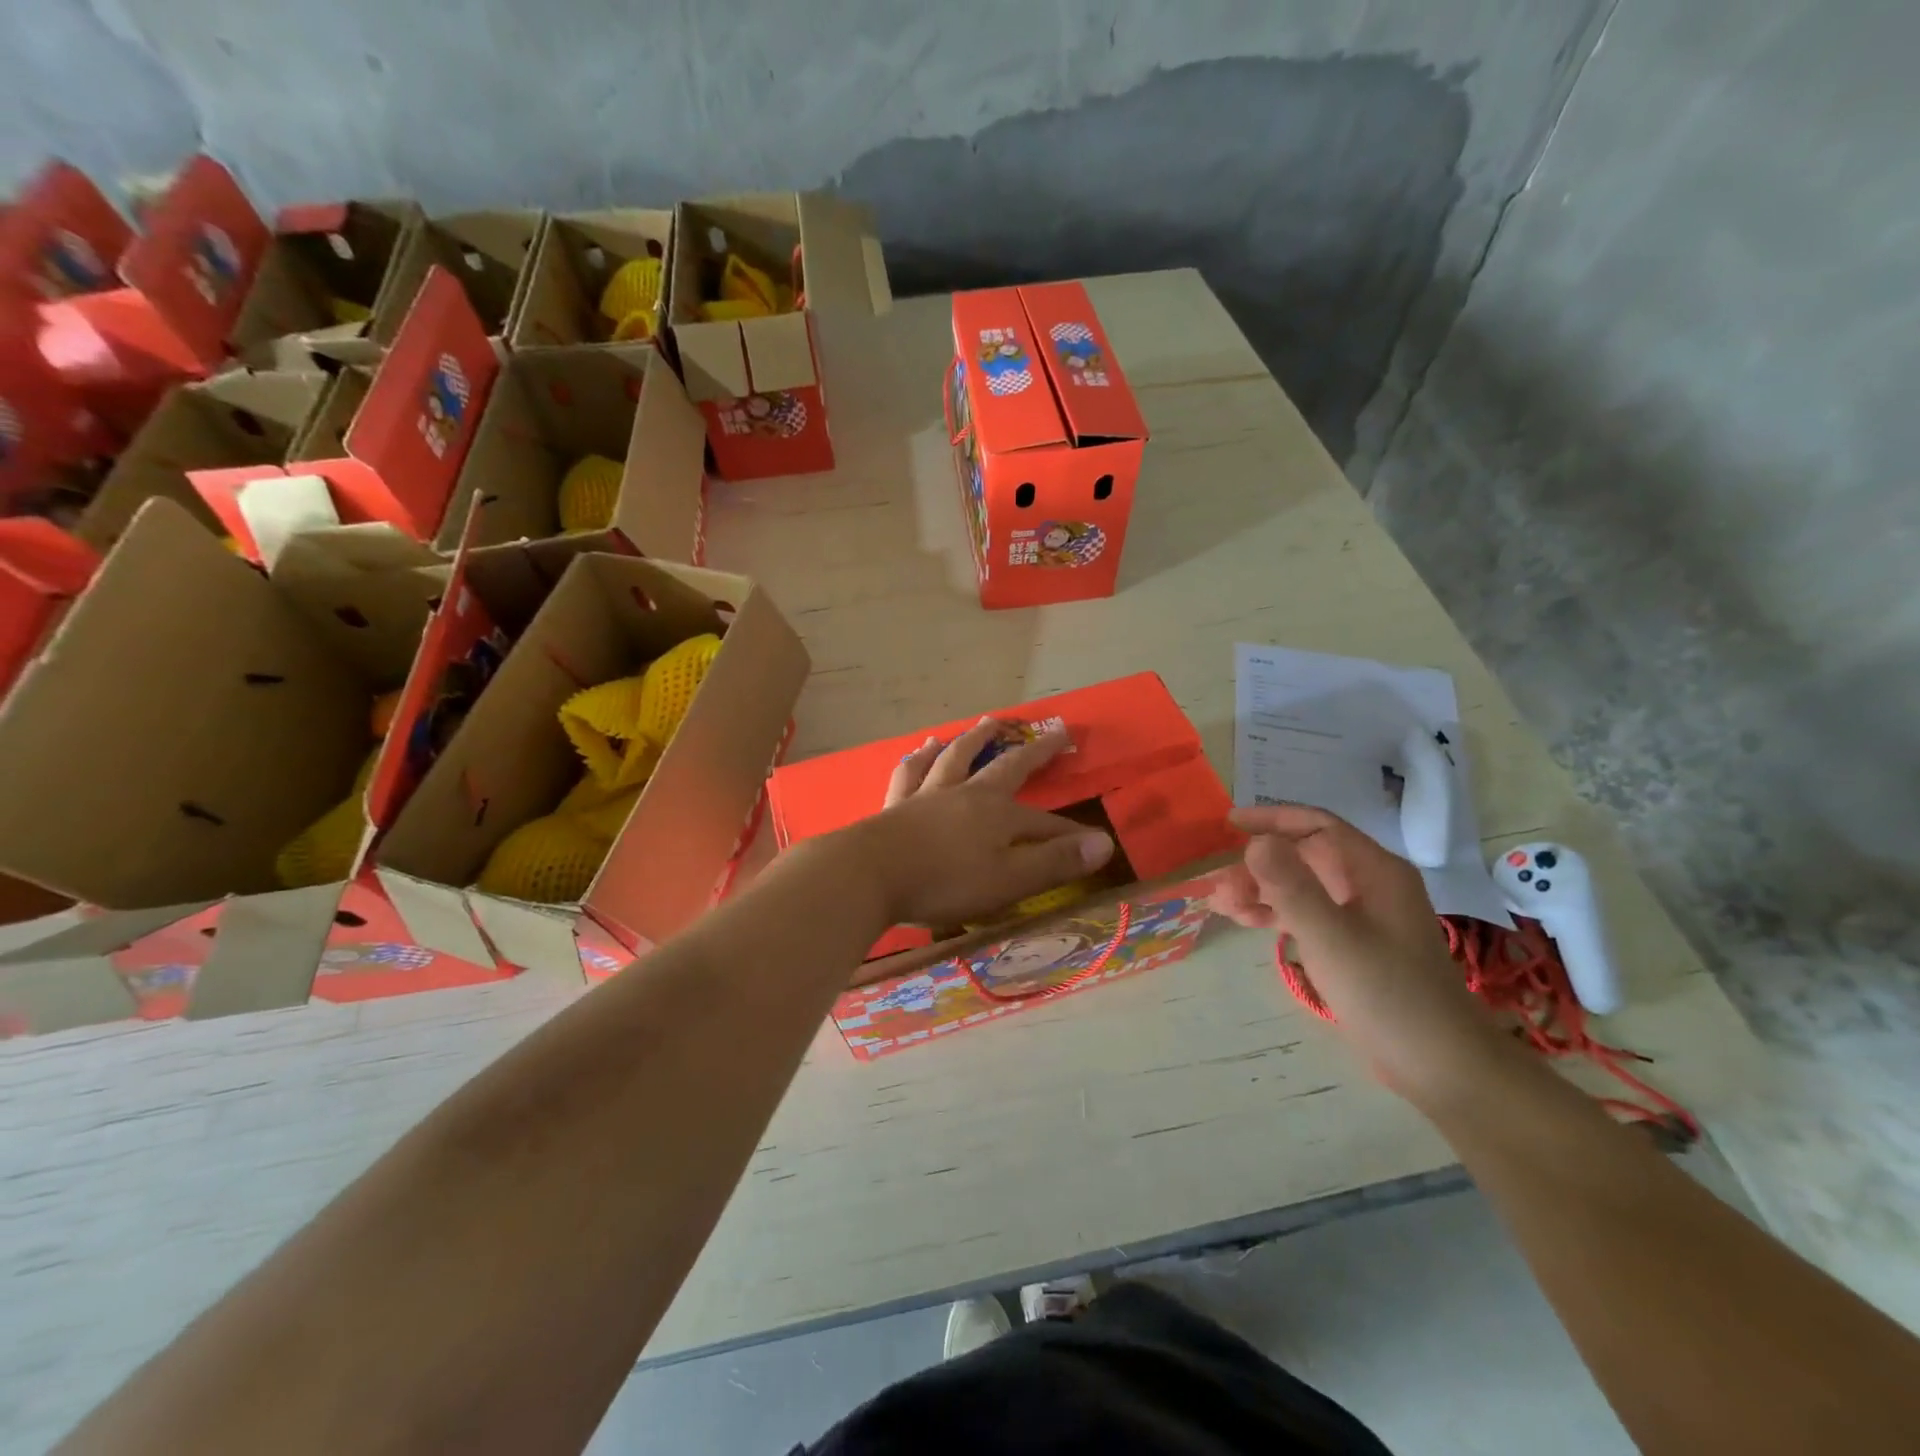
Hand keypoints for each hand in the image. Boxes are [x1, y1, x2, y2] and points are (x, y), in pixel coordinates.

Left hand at [836, 717, 1114, 928]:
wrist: (869, 874)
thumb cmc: (945, 882)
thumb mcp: (1009, 880)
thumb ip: (1054, 862)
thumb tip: (1103, 843)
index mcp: (997, 814)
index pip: (1044, 823)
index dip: (1069, 834)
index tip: (1093, 841)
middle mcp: (966, 794)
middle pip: (1004, 766)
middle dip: (1032, 752)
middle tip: (1051, 731)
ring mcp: (928, 795)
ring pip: (956, 757)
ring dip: (974, 739)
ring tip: (985, 723)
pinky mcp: (896, 805)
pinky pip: (911, 773)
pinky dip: (919, 759)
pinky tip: (919, 750)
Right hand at [1205, 805, 1510, 1104]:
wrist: (1439, 1064)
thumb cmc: (1386, 992)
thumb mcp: (1330, 935)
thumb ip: (1291, 886)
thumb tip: (1254, 842)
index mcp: (1375, 871)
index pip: (1318, 826)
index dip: (1272, 819)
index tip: (1229, 823)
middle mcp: (1369, 885)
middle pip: (1304, 857)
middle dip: (1257, 866)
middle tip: (1216, 884)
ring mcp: (1362, 917)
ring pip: (1301, 887)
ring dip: (1260, 891)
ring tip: (1219, 905)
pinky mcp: (1354, 945)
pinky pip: (1306, 914)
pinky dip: (1275, 914)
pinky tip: (1244, 921)